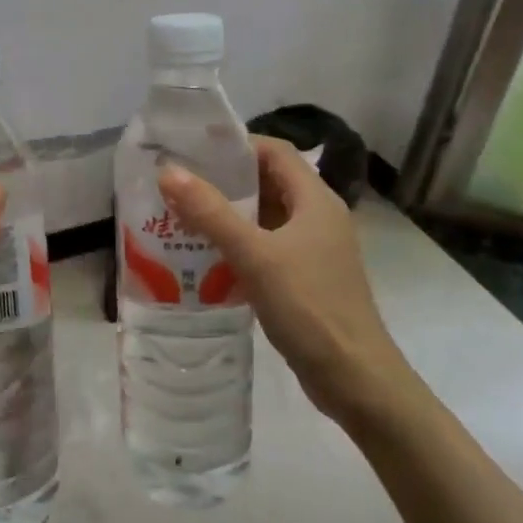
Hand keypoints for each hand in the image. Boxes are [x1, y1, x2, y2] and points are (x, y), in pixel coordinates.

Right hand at [158, 137, 406, 429]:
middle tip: (179, 186)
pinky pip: (267, 248)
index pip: (275, 151)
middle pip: (269, 182)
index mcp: (315, 200)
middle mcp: (318, 217)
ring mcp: (314, 250)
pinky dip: (239, 246)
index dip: (236, 145)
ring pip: (266, 218)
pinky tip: (207, 258)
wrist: (353, 377)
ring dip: (229, 216)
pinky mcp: (306, 278)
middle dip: (225, 182)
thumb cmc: (308, 306)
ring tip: (182, 218)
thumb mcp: (254, 255)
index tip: (193, 152)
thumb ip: (210, 212)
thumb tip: (168, 172)